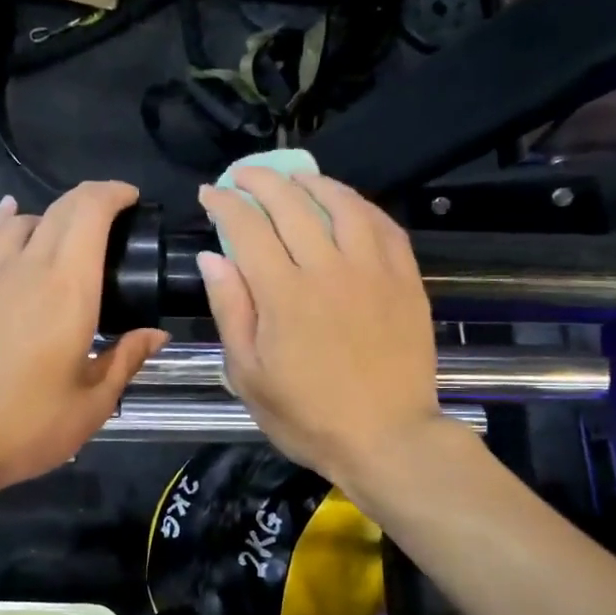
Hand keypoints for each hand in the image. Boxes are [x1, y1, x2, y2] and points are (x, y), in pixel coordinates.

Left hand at [0, 182, 168, 496]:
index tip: (132, 200)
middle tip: (112, 217)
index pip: (90, 214)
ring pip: (20, 221)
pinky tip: (7, 217)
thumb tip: (156, 335)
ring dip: (49, 216)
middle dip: (90, 200)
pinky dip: (0, 220)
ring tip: (64, 233)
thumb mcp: (92, 403)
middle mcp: (28, 267)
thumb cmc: (27, 424)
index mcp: (69, 288)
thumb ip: (126, 360)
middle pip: (60, 209)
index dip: (113, 194)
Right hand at [197, 168, 443, 491]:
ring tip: (295, 177)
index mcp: (283, 294)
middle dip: (261, 180)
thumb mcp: (249, 376)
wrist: (387, 439)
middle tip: (243, 175)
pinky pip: (383, 225)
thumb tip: (213, 257)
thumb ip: (230, 311)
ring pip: (341, 204)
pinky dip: (360, 205)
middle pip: (291, 204)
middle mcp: (328, 269)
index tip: (210, 194)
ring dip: (313, 182)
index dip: (225, 204)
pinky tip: (347, 204)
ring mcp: (372, 270)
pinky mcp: (405, 279)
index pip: (248, 227)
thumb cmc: (308, 416)